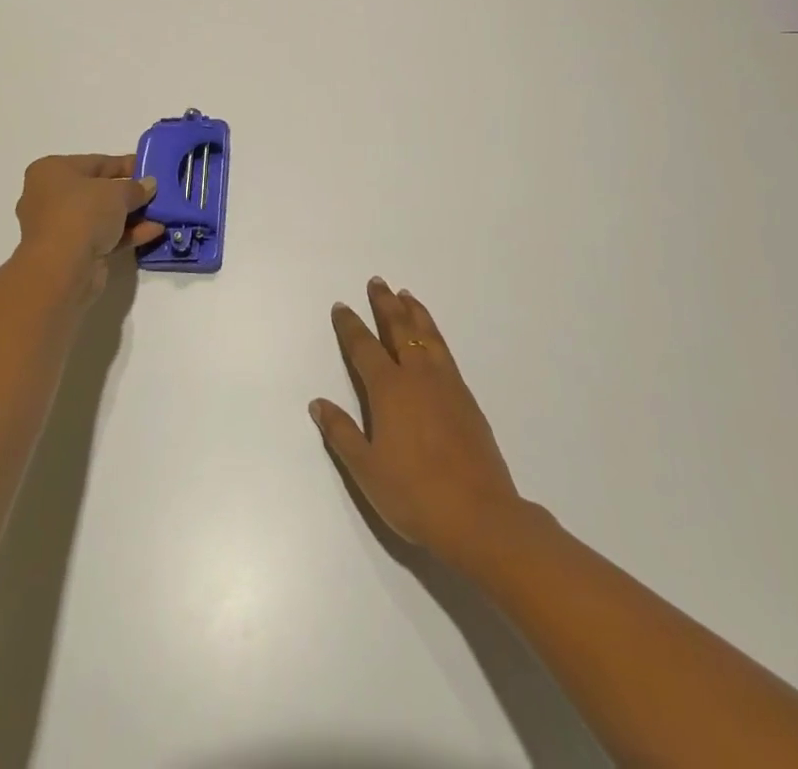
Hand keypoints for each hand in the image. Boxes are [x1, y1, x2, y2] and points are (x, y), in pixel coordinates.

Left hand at [14, 154, 162, 284]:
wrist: (62, 269)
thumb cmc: (83, 213)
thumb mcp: (117, 191)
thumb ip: (136, 187)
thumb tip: (149, 185)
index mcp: (52, 171)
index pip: (96, 162)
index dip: (125, 164)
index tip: (150, 168)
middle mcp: (51, 196)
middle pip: (99, 190)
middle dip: (130, 192)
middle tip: (157, 192)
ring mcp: (61, 226)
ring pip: (103, 216)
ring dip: (132, 215)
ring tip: (162, 213)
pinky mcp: (72, 252)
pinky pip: (104, 236)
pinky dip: (128, 233)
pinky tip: (155, 232)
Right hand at [312, 278, 525, 565]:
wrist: (479, 515)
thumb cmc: (414, 494)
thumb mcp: (366, 469)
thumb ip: (341, 433)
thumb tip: (318, 402)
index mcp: (389, 390)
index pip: (364, 347)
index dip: (350, 326)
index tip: (342, 306)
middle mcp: (417, 376)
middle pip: (398, 329)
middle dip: (385, 304)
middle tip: (377, 282)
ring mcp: (446, 384)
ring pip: (427, 334)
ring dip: (413, 312)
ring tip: (405, 295)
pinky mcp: (467, 398)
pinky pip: (444, 350)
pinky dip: (433, 332)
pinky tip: (432, 336)